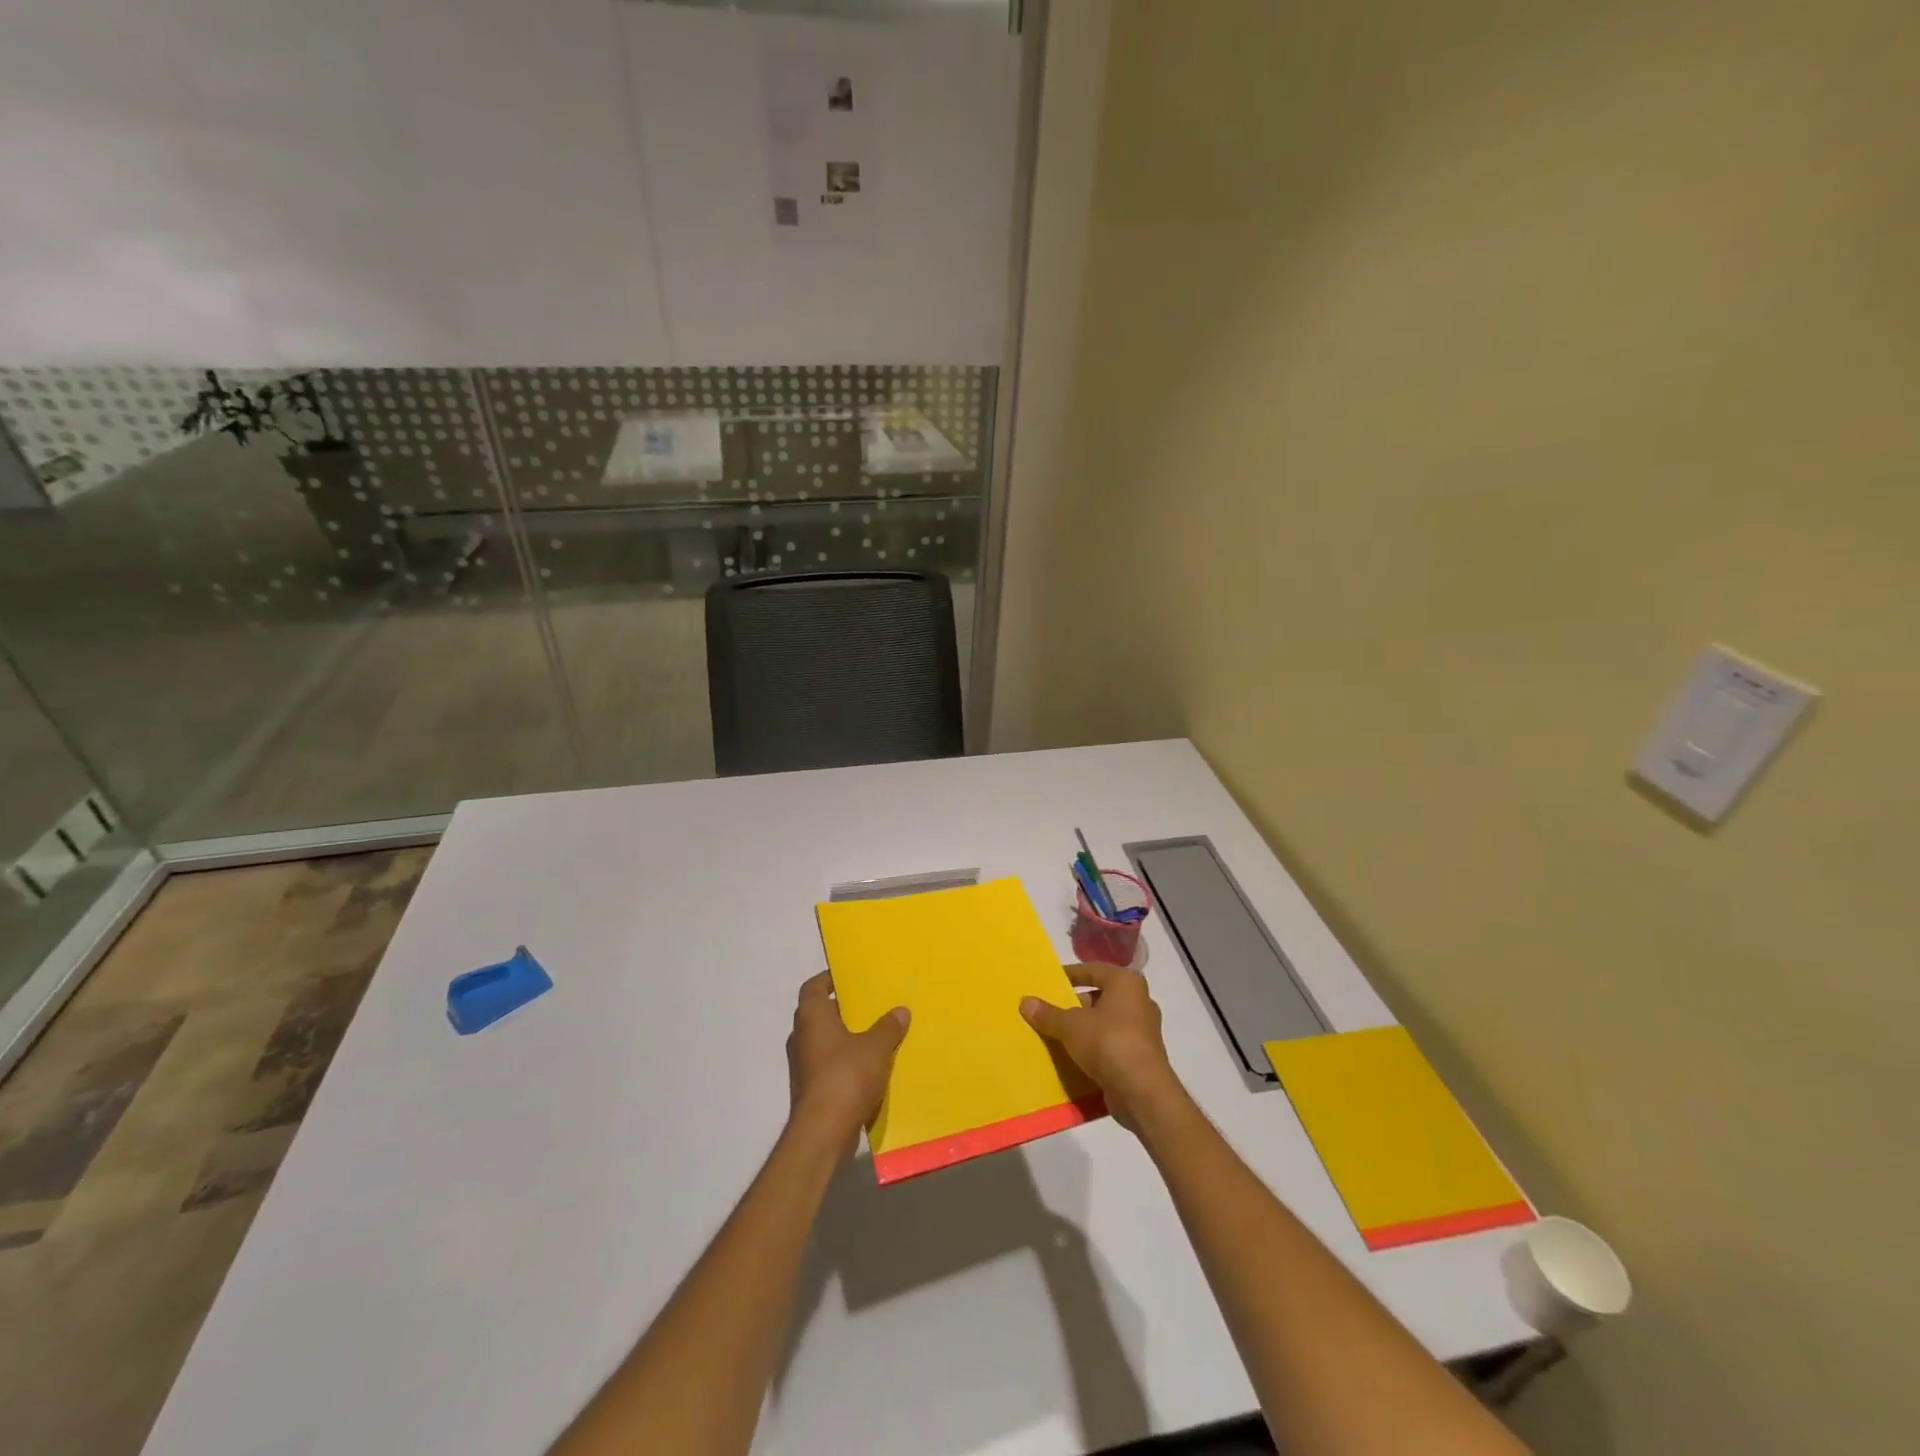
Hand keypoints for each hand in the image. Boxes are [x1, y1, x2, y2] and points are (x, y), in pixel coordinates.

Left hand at [786, 971, 909, 1152]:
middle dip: (841, 1010)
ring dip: (843, 1038)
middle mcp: (801, 1037)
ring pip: (823, 1042)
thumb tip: (900, 1011)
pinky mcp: (808, 1089)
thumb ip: (888, 1026)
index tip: (848, 978)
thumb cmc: (846, 1076)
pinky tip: (867, 1068)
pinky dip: (843, 1062)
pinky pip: (827, 1066)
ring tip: (872, 1035)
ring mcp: (802, 1065)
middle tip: (868, 1006)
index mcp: (812, 1017)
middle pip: (818, 1014)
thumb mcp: (876, 1047)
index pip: (813, 987)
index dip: (828, 980)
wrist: (823, 1131)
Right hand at [1021, 963, 1183, 1134]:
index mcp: (1126, 983)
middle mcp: (1139, 1001)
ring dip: (1084, 1029)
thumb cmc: (1108, 1042)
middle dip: (1075, 1005)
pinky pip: (1112, 1045)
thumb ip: (1048, 1014)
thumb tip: (1025, 1001)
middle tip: (1050, 1011)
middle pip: (1100, 997)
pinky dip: (1095, 1049)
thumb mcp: (1071, 1025)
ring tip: (1057, 1035)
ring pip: (1106, 1023)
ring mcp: (1143, 1031)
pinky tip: (1073, 1058)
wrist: (1143, 1092)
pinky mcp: (1142, 1057)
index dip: (1071, 974)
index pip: (1093, 970)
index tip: (1050, 982)